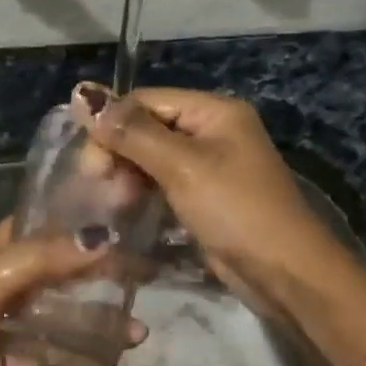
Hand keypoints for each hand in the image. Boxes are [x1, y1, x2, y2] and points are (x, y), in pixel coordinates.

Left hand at [0, 219, 144, 365]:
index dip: (89, 227)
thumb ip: (46, 259)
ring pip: (70, 326)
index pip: (52, 231)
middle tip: (149, 285)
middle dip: (106, 283)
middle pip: (69, 279)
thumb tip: (105, 238)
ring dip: (103, 333)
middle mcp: (13, 286)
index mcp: (0, 253)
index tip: (135, 225)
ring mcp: (18, 330)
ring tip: (138, 338)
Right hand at [71, 84, 324, 307]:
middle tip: (100, 189)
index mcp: (214, 111)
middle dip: (119, 155)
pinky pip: (163, 185)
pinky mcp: (205, 198)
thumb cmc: (236, 210)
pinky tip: (127, 214)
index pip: (145, 101)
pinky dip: (142, 196)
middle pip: (147, 129)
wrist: (285, 273)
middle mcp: (212, 132)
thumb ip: (131, 132)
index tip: (89, 166)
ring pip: (151, 160)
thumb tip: (80, 92)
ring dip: (128, 179)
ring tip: (115, 207)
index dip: (111, 126)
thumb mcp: (182, 166)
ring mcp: (210, 167)